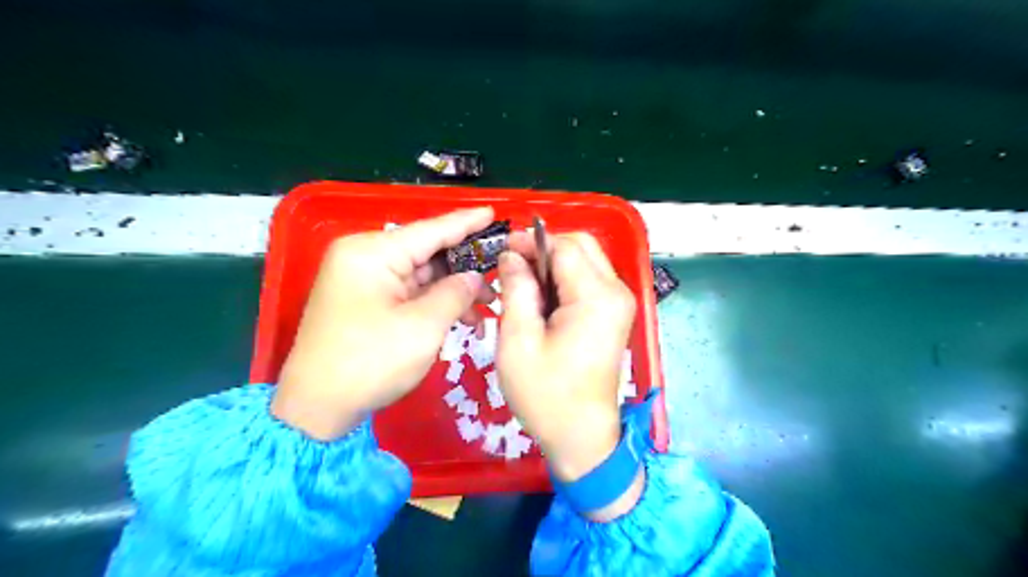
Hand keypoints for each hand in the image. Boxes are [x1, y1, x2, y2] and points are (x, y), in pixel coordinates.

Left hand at [272, 210, 497, 439]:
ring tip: (487, 308)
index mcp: (373, 252)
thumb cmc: (370, 362)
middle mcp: (365, 257)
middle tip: (501, 276)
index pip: (431, 230)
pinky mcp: (366, 301)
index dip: (467, 222)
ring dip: (454, 290)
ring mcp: (364, 280)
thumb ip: (455, 293)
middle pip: (427, 252)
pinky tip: (462, 318)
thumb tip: (475, 277)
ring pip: (422, 275)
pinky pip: (409, 292)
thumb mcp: (423, 327)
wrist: (317, 408)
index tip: (495, 212)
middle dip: (465, 267)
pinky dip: (435, 303)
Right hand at [496, 232, 635, 484]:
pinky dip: (564, 280)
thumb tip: (512, 255)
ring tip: (522, 285)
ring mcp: (620, 303)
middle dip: (545, 248)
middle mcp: (616, 292)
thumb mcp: (518, 341)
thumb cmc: (546, 394)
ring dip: (554, 264)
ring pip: (586, 260)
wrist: (581, 437)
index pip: (564, 247)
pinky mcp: (615, 314)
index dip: (531, 242)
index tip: (501, 251)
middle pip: (582, 246)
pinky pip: (589, 280)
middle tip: (512, 268)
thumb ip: (516, 290)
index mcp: (596, 297)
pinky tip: (542, 299)